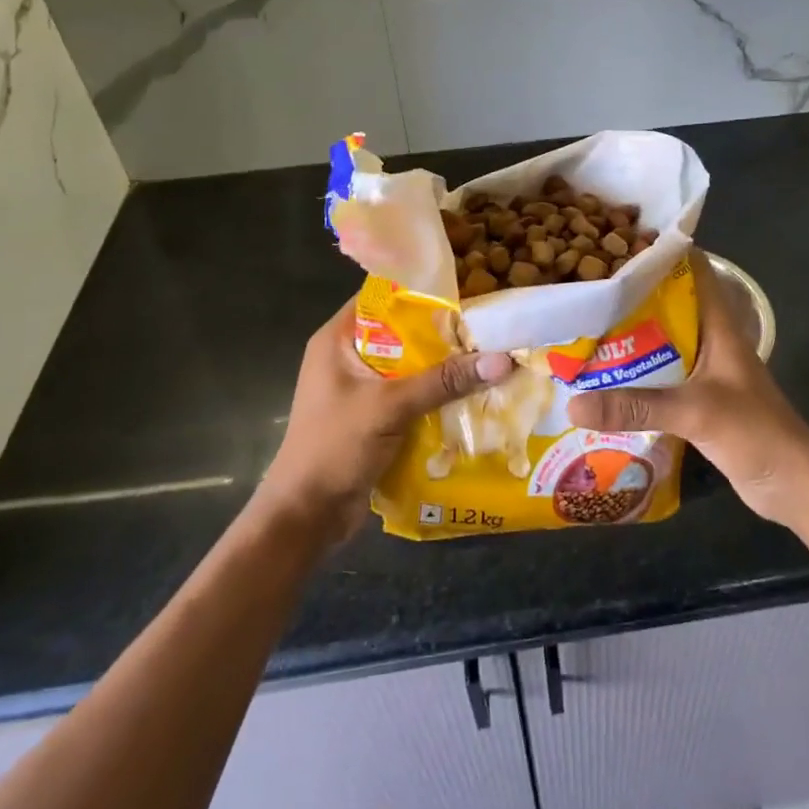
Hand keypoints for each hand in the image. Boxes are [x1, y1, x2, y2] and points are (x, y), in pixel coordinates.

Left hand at [253, 301, 514, 542]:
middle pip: (403, 332)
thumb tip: (503, 359)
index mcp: (338, 339)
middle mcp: (348, 356)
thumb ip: (444, 381)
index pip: (383, 297)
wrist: (305, 518)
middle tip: (488, 326)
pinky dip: (436, 395)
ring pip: (410, 366)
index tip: (466, 290)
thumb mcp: (390, 407)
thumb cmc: (334, 447)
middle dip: (443, 333)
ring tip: (489, 357)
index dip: (422, 290)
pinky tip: (471, 395)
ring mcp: (360, 389)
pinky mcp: (373, 417)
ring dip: (443, 368)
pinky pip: (411, 395)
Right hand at [567, 251, 808, 526]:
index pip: (693, 271)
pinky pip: (659, 377)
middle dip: (632, 295)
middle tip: (586, 286)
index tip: (617, 243)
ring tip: (583, 326)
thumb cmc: (756, 432)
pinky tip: (602, 378)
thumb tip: (572, 403)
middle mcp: (710, 340)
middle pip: (669, 304)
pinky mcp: (697, 401)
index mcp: (719, 325)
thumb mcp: (696, 411)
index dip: (661, 251)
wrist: (794, 486)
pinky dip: (634, 374)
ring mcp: (704, 372)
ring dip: (630, 336)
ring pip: (661, 342)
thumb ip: (636, 405)